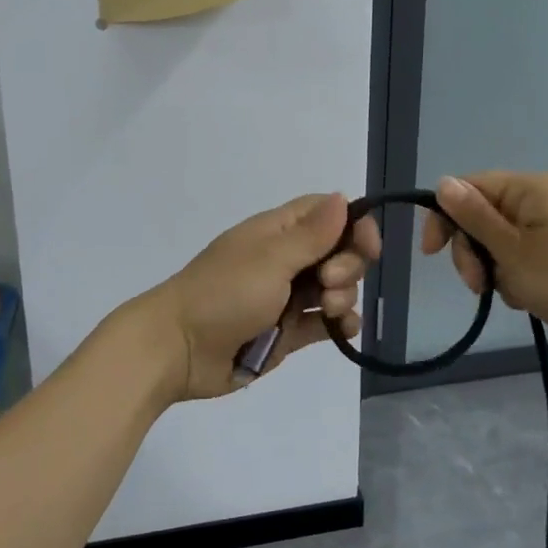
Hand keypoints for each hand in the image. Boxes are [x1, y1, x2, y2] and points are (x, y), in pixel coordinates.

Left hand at [151, 193, 381, 401]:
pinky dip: (341, 323)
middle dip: (347, 265)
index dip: (354, 224)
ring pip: (336, 287)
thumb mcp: (271, 259)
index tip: (369, 246)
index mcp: (278, 231)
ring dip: (344, 295)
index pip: (327, 213)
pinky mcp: (288, 331)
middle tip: (328, 281)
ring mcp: (287, 296)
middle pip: (339, 251)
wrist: (178, 350)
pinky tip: (344, 329)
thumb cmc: (223, 294)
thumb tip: (342, 197)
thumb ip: (312, 234)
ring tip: (327, 310)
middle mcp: (286, 259)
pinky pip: (326, 321)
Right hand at [421, 172, 547, 350]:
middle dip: (473, 251)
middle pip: (483, 216)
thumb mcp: (511, 250)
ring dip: (494, 269)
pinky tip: (526, 299)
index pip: (470, 187)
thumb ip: (473, 216)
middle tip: (477, 284)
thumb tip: (442, 183)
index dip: (445, 217)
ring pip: (499, 243)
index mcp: (532, 188)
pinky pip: (521, 260)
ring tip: (510, 294)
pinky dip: (515, 278)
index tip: (431, 254)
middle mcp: (543, 201)